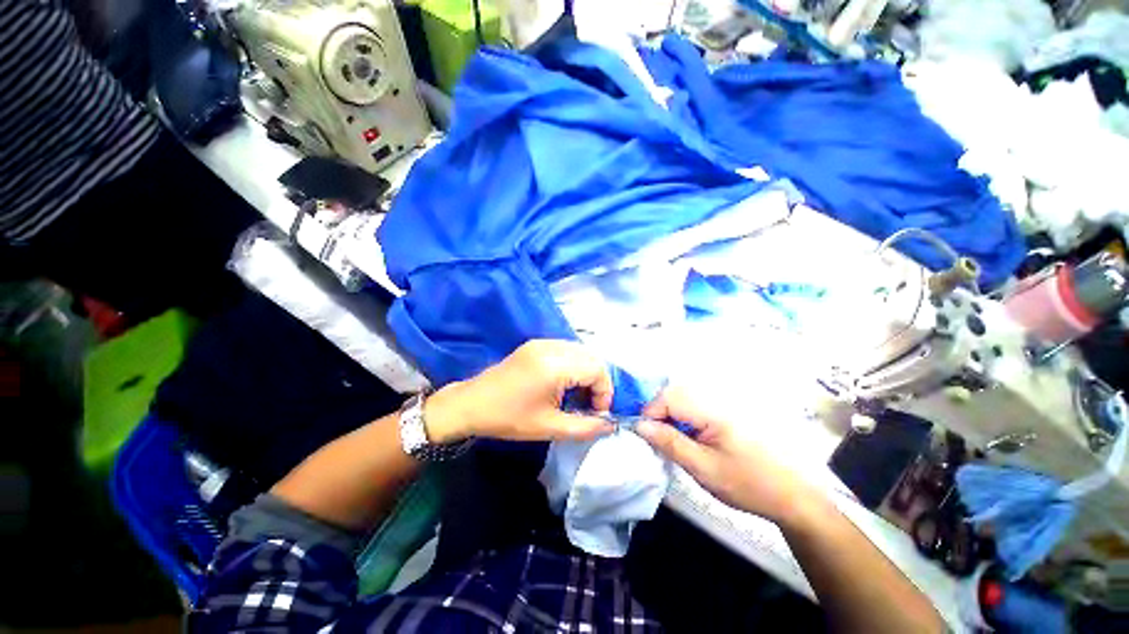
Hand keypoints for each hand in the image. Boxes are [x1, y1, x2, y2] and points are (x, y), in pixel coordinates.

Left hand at [425, 340, 615, 443]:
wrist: (471, 404)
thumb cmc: (509, 418)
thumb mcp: (549, 428)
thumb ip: (585, 427)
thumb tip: (611, 425)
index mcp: (555, 365)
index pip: (597, 369)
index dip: (604, 392)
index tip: (596, 413)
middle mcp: (552, 347)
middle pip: (591, 357)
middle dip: (597, 381)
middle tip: (588, 405)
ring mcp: (542, 342)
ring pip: (580, 352)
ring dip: (586, 372)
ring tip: (577, 395)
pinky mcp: (535, 344)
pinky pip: (566, 349)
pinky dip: (573, 365)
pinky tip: (563, 383)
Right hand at [637, 387, 822, 526]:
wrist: (791, 496)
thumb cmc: (747, 484)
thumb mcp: (703, 468)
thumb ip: (670, 443)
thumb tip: (640, 425)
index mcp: (712, 411)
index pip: (668, 398)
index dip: (650, 413)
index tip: (644, 436)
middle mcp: (716, 401)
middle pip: (674, 394)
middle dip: (658, 413)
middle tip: (655, 439)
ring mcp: (723, 406)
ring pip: (683, 399)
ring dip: (669, 416)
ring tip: (669, 440)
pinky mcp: (726, 414)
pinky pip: (695, 407)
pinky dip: (682, 419)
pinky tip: (686, 439)